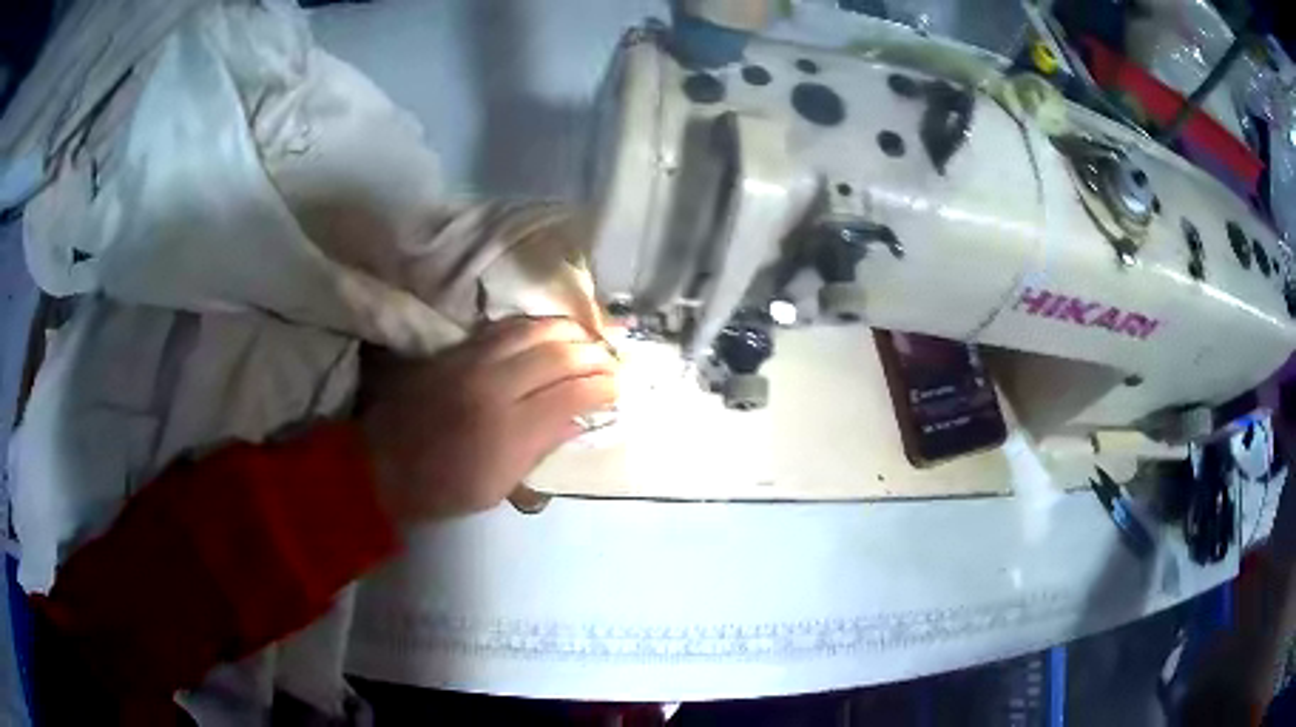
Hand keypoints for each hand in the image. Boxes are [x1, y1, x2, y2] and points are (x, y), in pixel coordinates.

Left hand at [359, 317, 617, 522]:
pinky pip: (506, 327)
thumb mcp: (497, 487)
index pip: (572, 393)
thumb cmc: (442, 488)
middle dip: (594, 353)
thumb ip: (541, 448)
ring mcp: (473, 361)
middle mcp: (495, 385)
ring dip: (569, 330)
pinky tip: (549, 329)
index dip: (603, 386)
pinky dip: (536, 325)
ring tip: (590, 336)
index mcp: (509, 430)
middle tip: (613, 359)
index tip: (619, 387)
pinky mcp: (456, 350)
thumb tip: (579, 420)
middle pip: (559, 353)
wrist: (381, 464)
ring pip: (534, 330)